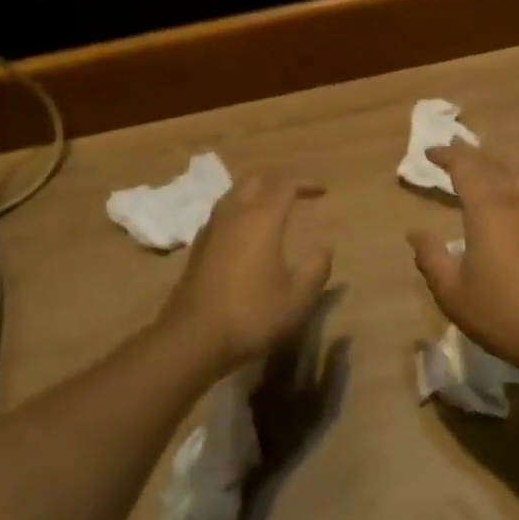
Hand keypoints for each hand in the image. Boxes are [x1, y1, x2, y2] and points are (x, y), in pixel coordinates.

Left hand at [158, 174, 332, 372]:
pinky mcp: (197, 248)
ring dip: (254, 194)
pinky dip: (238, 212)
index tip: (323, 191)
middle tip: (296, 194)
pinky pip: (220, 215)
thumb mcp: (298, 299)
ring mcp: (211, 230)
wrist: (194, 338)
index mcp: (262, 220)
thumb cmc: (252, 315)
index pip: (285, 185)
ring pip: (233, 195)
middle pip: (255, 181)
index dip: (305, 184)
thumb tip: (325, 249)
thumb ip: (315, 270)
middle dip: (277, 182)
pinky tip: (244, 233)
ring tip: (271, 208)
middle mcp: (234, 215)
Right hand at [406, 145, 518, 377]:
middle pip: (492, 164)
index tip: (429, 152)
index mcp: (488, 210)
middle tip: (451, 146)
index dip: (447, 156)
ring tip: (479, 161)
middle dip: (469, 153)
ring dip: (493, 162)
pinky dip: (511, 178)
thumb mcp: (453, 291)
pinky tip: (508, 192)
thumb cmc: (502, 313)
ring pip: (515, 173)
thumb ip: (431, 258)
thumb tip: (416, 234)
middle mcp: (516, 202)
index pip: (465, 168)